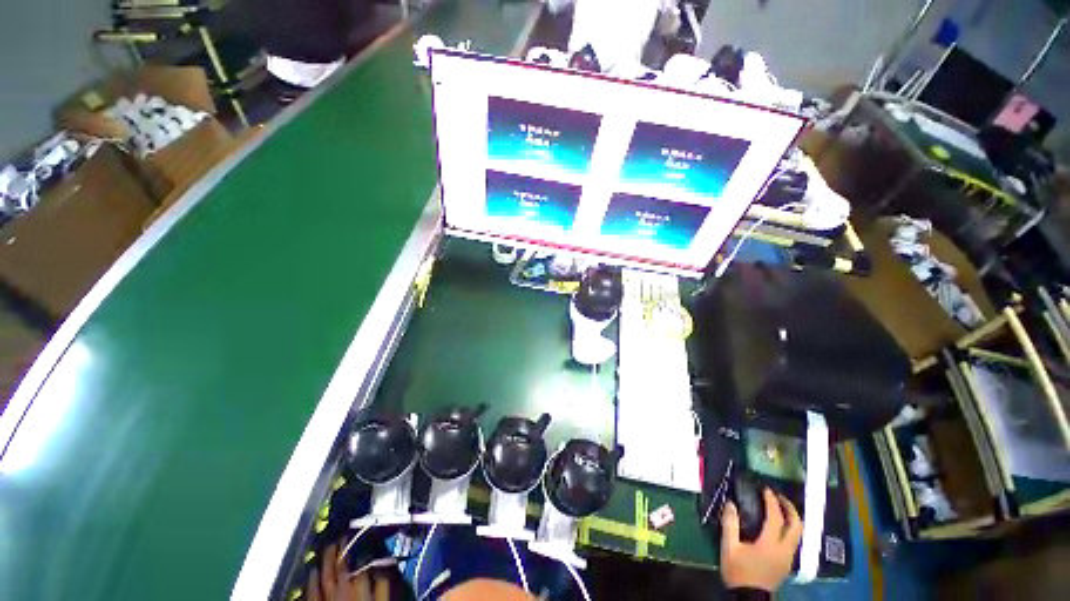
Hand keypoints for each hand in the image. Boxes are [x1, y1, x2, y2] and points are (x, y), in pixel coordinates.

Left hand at [308, 539, 390, 600]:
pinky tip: (311, 573)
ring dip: (325, 561)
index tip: (361, 535)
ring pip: (324, 576)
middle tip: (342, 536)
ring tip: (327, 548)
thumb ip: (383, 584)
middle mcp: (341, 590)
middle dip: (340, 549)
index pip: (359, 560)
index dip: (360, 546)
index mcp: (359, 586)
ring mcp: (326, 600)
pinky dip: (311, 581)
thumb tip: (386, 563)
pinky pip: (311, 593)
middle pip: (339, 565)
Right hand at [720, 488, 802, 591]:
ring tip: (778, 508)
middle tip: (778, 496)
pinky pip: (793, 541)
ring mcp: (788, 558)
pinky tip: (777, 527)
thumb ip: (730, 525)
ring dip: (791, 518)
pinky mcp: (787, 564)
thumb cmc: (739, 573)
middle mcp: (784, 550)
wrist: (749, 599)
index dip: (772, 501)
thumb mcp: (729, 548)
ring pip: (797, 534)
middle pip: (796, 526)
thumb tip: (730, 503)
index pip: (776, 517)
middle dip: (789, 508)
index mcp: (770, 544)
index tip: (766, 489)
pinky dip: (788, 528)